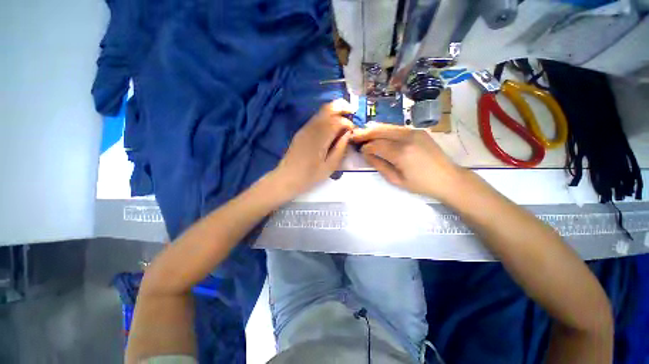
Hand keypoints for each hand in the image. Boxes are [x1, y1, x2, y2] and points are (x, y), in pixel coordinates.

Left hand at [272, 99, 355, 196]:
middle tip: (352, 111)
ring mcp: (305, 128)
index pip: (337, 121)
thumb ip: (340, 148)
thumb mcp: (329, 166)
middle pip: (328, 108)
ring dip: (334, 111)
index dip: (348, 123)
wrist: (287, 177)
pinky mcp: (301, 131)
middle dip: (342, 106)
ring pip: (321, 111)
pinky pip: (316, 118)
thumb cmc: (310, 175)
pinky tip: (332, 125)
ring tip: (345, 117)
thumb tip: (348, 134)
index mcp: (320, 137)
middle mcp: (312, 128)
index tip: (353, 131)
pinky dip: (327, 117)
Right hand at [351, 124, 462, 199]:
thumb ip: (379, 165)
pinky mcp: (419, 131)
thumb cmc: (421, 184)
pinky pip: (397, 128)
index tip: (359, 150)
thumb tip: (366, 154)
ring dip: (374, 129)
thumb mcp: (396, 180)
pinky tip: (379, 133)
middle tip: (354, 135)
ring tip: (363, 132)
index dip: (365, 147)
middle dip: (366, 133)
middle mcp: (407, 138)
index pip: (376, 145)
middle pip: (380, 131)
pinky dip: (385, 130)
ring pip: (388, 126)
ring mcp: (414, 132)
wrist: (448, 178)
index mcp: (401, 153)